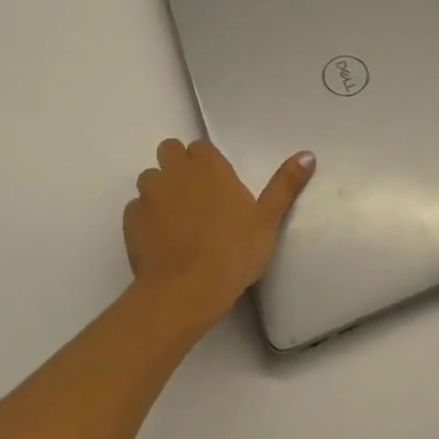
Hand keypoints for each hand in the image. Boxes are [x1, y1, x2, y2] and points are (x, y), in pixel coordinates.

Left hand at [124, 139, 315, 330]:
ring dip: (160, 189)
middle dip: (178, 165)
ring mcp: (149, 197)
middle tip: (195, 193)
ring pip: (149, 178)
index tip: (216, 181)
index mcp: (208, 167)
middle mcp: (176, 173)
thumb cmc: (233, 251)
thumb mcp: (268, 218)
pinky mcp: (130, 223)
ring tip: (176, 216)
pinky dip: (145, 217)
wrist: (185, 292)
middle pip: (169, 151)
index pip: (200, 146)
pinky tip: (159, 237)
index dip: (206, 160)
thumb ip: (286, 184)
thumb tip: (308, 154)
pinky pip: (135, 209)